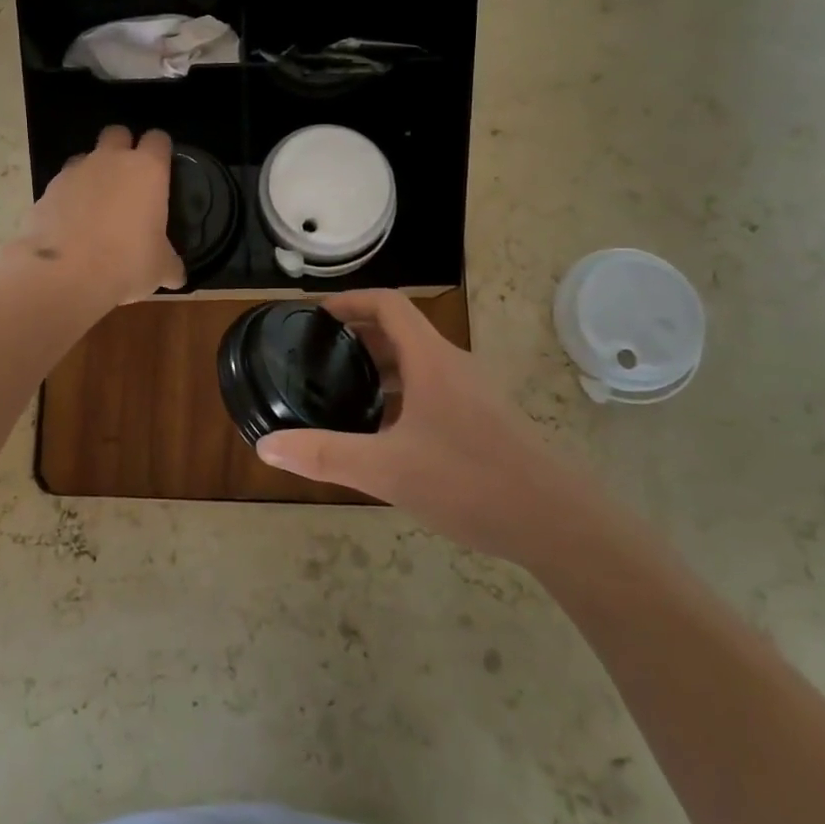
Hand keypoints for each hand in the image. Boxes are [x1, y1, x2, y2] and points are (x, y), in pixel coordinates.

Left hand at [13, 126, 184, 306]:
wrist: (64, 274)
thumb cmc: (126, 263)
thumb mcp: (160, 269)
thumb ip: (170, 264)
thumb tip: (176, 275)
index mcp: (147, 170)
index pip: (158, 139)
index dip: (160, 151)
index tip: (162, 168)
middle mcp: (110, 160)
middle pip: (117, 133)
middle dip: (122, 148)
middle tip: (127, 179)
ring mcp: (74, 172)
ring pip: (86, 157)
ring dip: (92, 173)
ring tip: (96, 205)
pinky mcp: (46, 190)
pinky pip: (62, 185)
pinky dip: (68, 198)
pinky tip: (71, 225)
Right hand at [255, 289, 595, 568]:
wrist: (558, 523)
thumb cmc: (469, 481)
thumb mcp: (386, 469)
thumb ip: (324, 455)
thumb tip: (266, 445)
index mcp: (430, 359)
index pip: (387, 304)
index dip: (350, 301)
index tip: (316, 315)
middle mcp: (453, 366)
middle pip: (401, 332)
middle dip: (358, 338)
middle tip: (320, 358)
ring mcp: (474, 393)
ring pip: (419, 365)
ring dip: (382, 370)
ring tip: (345, 395)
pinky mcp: (486, 420)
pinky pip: (435, 391)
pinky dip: (404, 396)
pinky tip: (388, 435)